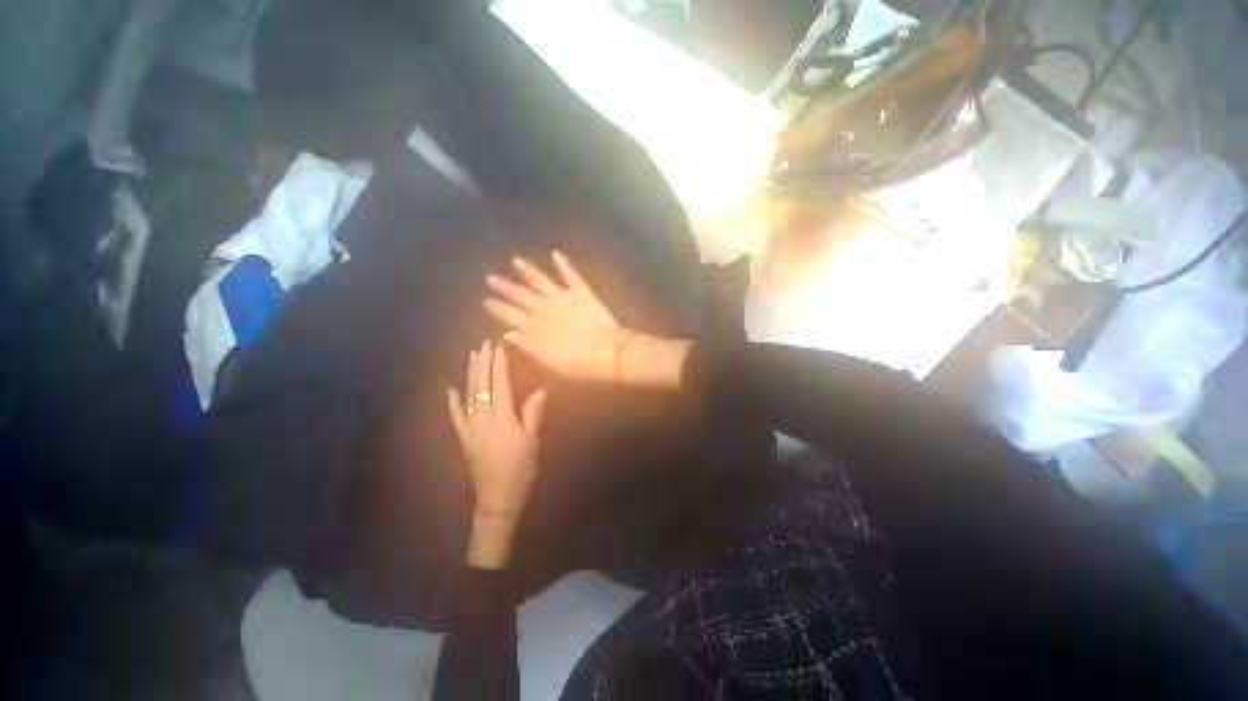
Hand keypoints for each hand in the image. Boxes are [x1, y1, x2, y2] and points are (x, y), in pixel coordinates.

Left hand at [447, 342, 549, 567]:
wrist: (497, 497)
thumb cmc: (521, 468)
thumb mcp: (532, 439)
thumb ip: (534, 411)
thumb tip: (543, 387)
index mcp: (502, 417)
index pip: (500, 383)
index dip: (499, 364)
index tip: (499, 346)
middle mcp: (482, 417)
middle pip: (481, 384)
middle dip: (482, 362)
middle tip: (484, 343)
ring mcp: (469, 427)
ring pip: (468, 394)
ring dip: (470, 373)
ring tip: (473, 355)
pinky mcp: (462, 437)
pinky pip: (455, 415)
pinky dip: (452, 400)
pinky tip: (450, 388)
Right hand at [484, 251, 627, 383]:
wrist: (606, 353)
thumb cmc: (577, 366)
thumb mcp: (547, 363)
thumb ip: (527, 346)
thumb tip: (509, 333)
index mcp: (532, 328)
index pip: (508, 315)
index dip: (497, 307)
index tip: (487, 300)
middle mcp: (541, 309)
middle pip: (518, 294)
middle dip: (503, 286)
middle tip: (491, 278)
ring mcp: (561, 297)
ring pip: (539, 279)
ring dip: (527, 269)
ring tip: (516, 261)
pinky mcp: (580, 292)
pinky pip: (569, 274)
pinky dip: (562, 263)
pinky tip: (556, 253)